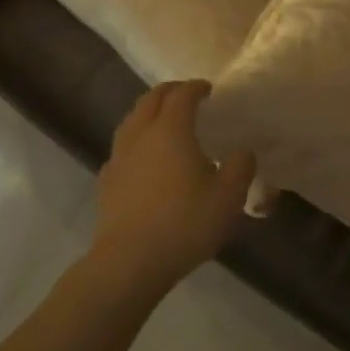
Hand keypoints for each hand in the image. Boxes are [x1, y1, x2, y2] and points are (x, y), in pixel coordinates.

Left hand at [94, 81, 256, 290]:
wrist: (129, 263)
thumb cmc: (184, 223)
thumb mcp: (229, 196)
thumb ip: (241, 166)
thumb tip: (242, 152)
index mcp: (171, 130)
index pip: (182, 94)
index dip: (196, 87)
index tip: (209, 90)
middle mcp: (141, 135)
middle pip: (151, 100)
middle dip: (170, 92)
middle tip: (187, 97)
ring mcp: (119, 158)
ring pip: (131, 121)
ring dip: (149, 113)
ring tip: (165, 123)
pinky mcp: (107, 182)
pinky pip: (122, 148)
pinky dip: (136, 141)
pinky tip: (145, 159)